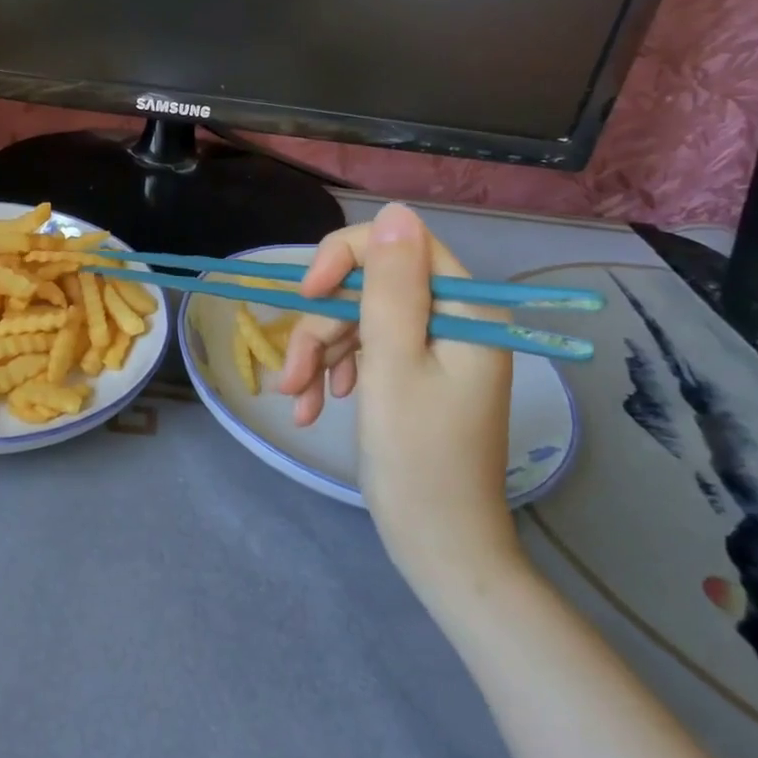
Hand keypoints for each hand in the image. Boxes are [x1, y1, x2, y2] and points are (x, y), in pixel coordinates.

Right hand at [278, 204, 524, 598]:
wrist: (438, 544)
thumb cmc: (417, 455)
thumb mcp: (393, 363)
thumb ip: (390, 285)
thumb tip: (393, 212)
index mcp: (464, 308)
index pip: (399, 246)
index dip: (344, 260)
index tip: (306, 295)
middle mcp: (452, 320)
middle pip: (370, 289)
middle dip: (322, 327)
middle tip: (292, 374)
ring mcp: (433, 350)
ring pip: (358, 322)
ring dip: (318, 356)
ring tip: (295, 400)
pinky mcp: (415, 376)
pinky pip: (366, 353)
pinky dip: (334, 375)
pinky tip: (312, 407)